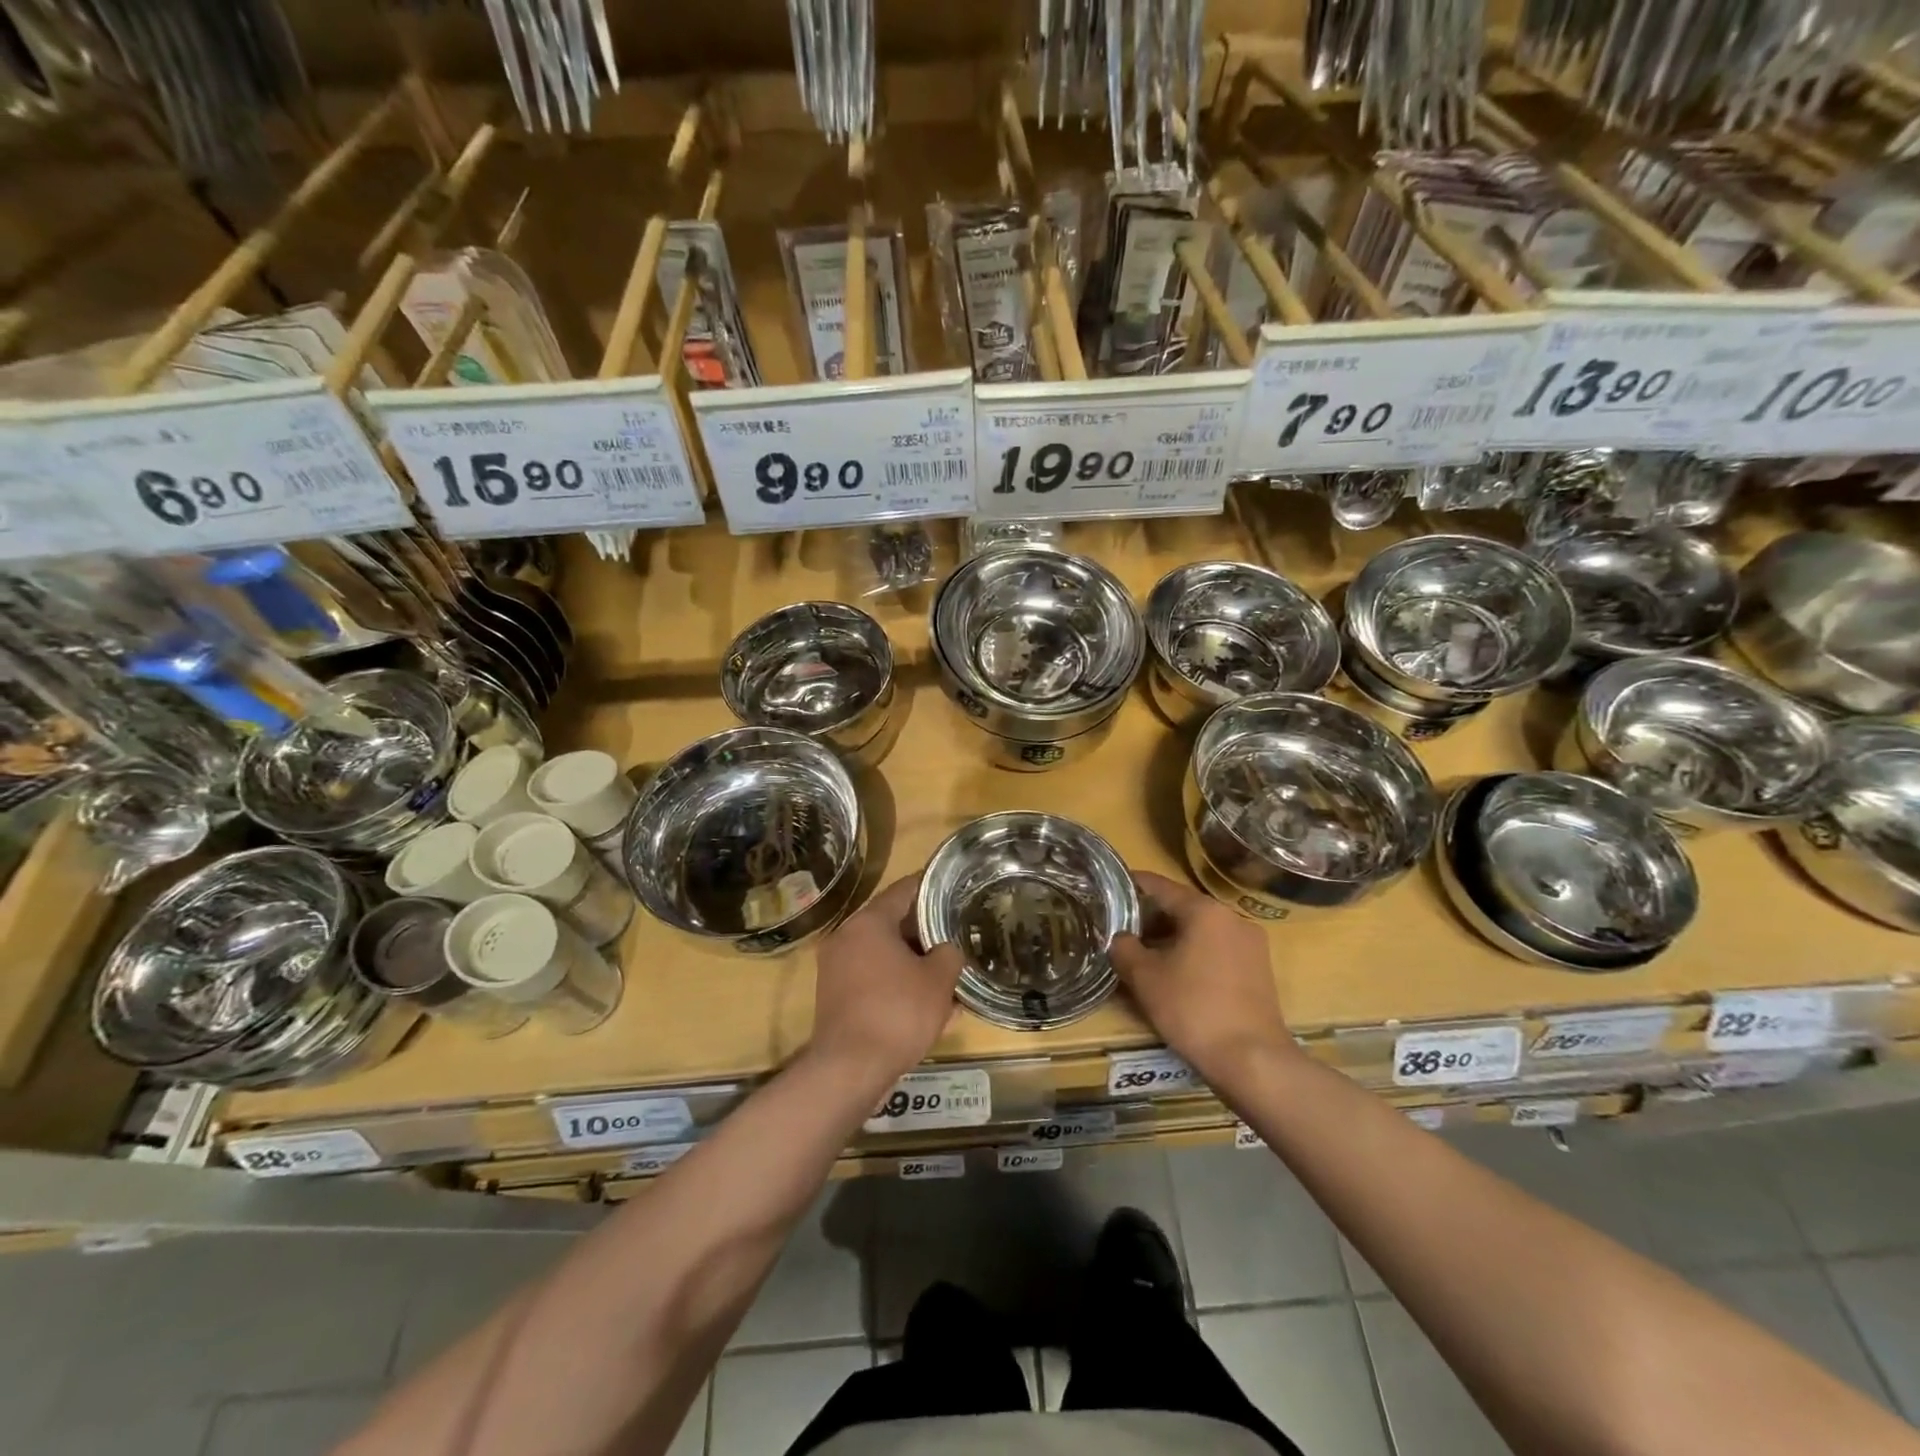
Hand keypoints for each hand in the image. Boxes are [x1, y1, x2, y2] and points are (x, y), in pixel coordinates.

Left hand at [808, 876, 962, 1085]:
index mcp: (868, 922)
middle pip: (892, 923)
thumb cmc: (898, 1012)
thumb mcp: (939, 980)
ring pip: (883, 955)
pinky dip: (896, 985)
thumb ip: (948, 954)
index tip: (954, 890)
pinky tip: (924, 1007)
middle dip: (924, 933)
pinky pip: (873, 980)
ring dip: (912, 963)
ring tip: (945, 977)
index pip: (904, 889)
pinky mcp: (835, 997)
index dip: (932, 888)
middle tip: (954, 937)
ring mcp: (836, 968)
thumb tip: (945, 950)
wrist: (851, 1068)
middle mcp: (846, 937)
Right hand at [1111, 872, 1295, 1089]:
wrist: (1252, 1060)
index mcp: (1205, 910)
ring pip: (1202, 930)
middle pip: (1183, 907)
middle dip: (1152, 917)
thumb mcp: (1144, 977)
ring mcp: (1251, 944)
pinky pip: (1218, 950)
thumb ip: (1124, 948)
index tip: (1111, 886)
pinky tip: (1176, 974)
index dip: (1133, 884)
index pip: (1161, 886)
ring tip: (1145, 954)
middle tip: (1122, 928)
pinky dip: (1194, 953)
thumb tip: (1119, 938)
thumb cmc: (1193, 1008)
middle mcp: (1232, 918)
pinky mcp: (1260, 970)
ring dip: (1173, 937)